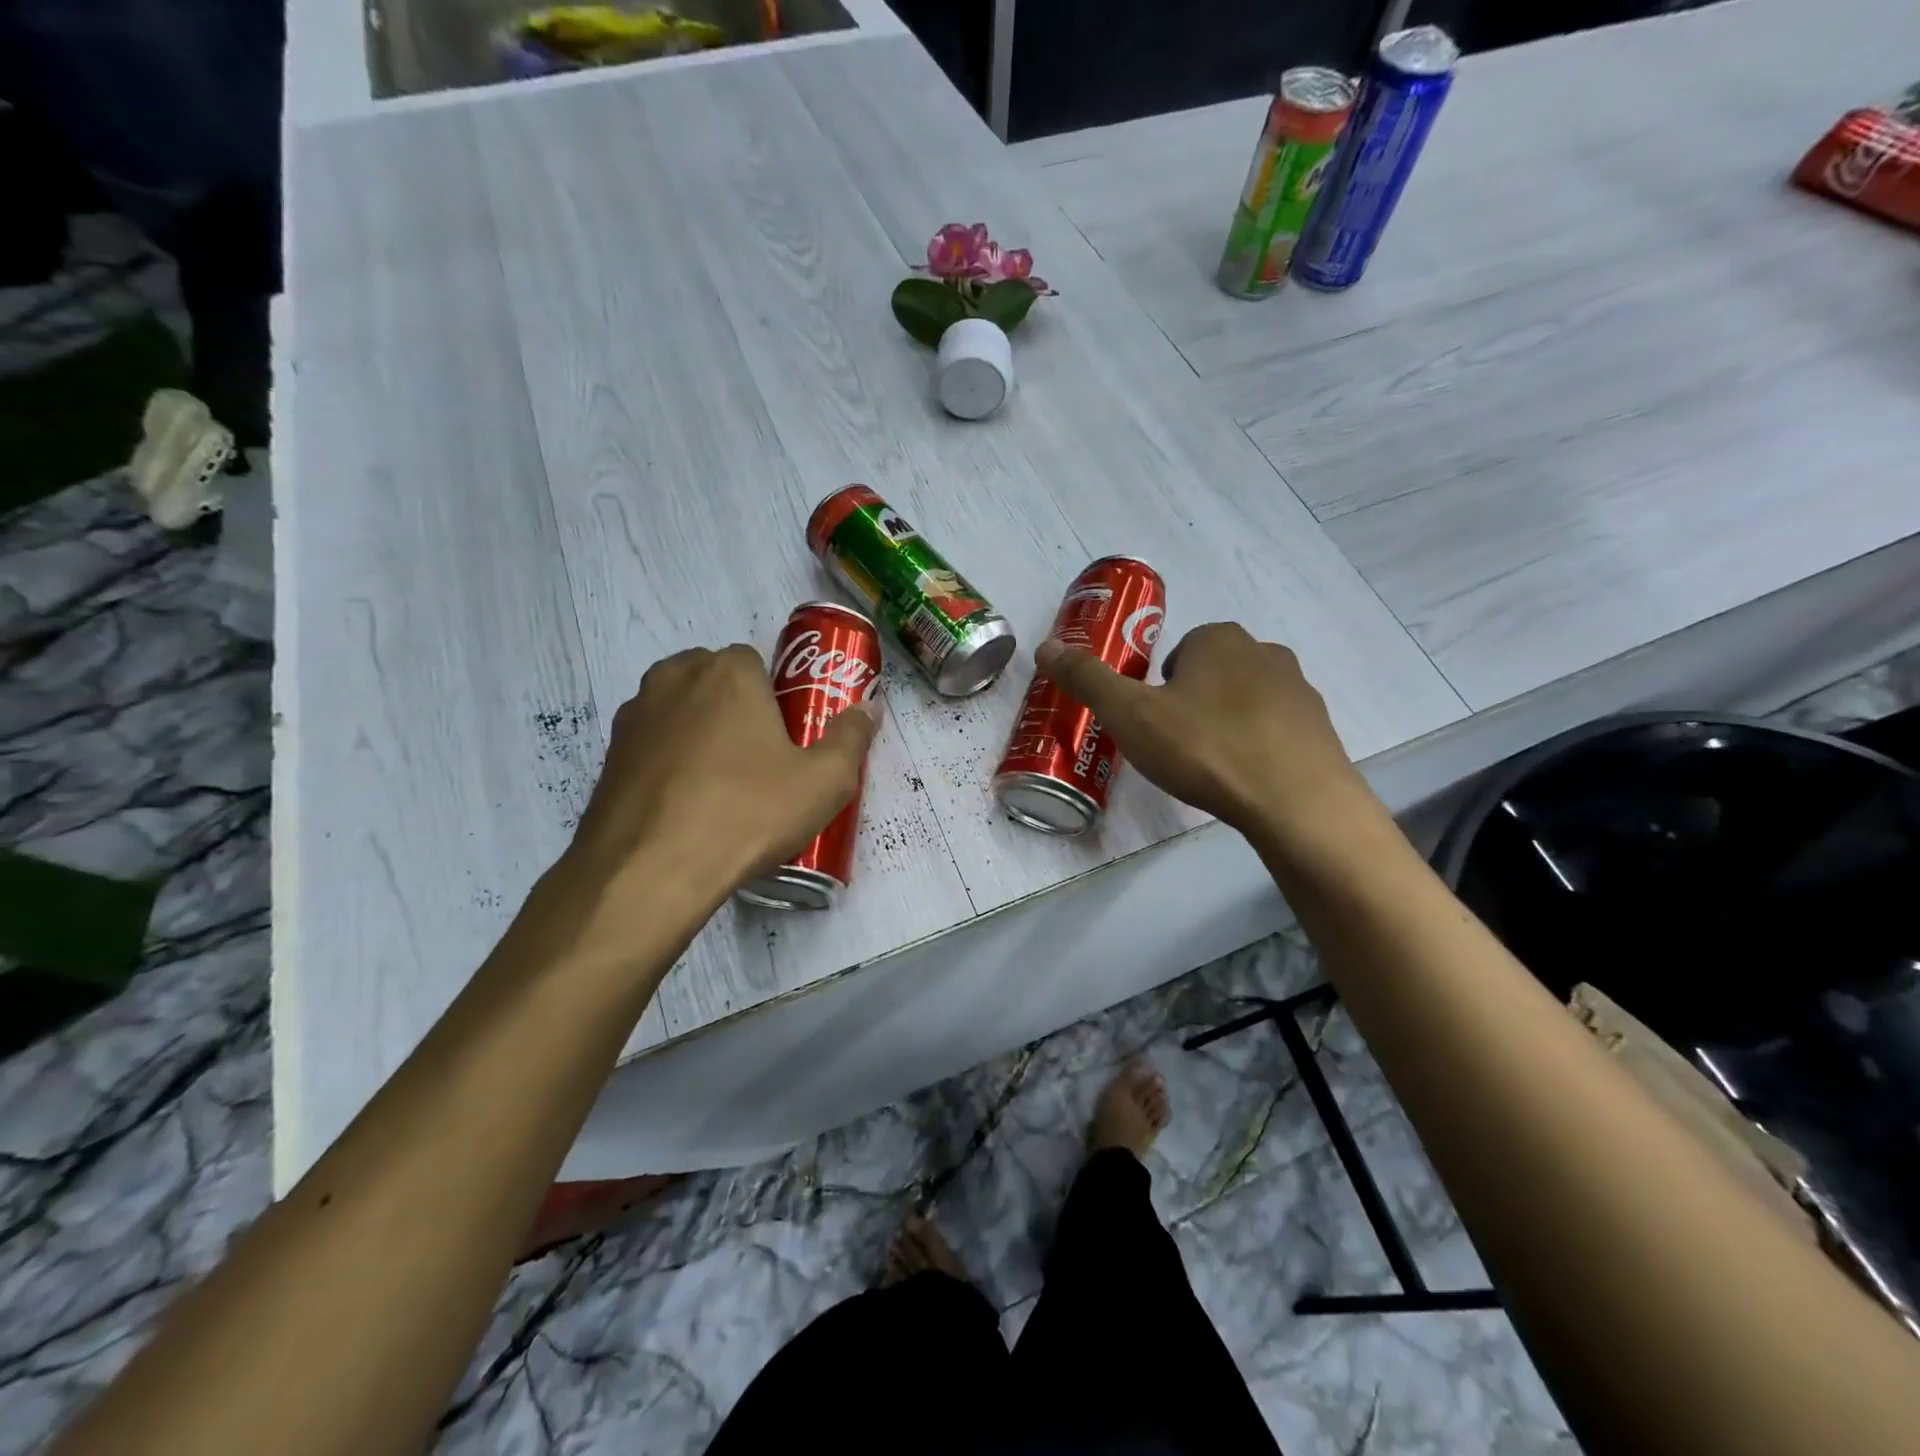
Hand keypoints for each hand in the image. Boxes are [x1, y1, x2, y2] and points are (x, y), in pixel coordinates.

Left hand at [560, 644, 880, 911]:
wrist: (649, 871)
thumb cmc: (747, 813)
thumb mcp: (824, 782)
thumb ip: (851, 737)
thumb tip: (868, 708)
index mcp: (727, 672)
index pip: (756, 661)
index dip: (775, 698)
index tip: (785, 739)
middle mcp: (673, 678)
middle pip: (715, 681)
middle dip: (736, 709)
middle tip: (759, 762)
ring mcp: (634, 716)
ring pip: (680, 711)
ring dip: (701, 733)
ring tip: (721, 788)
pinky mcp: (608, 755)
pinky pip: (653, 745)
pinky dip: (670, 762)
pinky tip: (686, 806)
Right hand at [1034, 623, 1373, 840]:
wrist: (1296, 802)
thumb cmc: (1206, 748)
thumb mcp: (1131, 715)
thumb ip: (1088, 679)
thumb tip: (1046, 646)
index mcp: (1218, 640)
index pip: (1182, 648)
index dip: (1161, 683)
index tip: (1153, 720)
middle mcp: (1264, 653)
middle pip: (1215, 670)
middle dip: (1194, 699)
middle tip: (1175, 744)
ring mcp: (1299, 691)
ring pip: (1247, 698)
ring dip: (1227, 721)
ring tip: (1210, 765)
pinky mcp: (1320, 730)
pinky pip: (1276, 729)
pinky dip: (1259, 746)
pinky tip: (1246, 779)